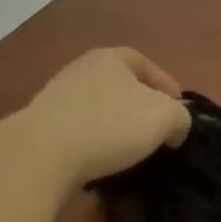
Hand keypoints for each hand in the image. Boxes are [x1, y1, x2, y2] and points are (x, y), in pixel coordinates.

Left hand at [21, 47, 191, 186]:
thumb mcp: (163, 117)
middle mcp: (81, 70)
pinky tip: (100, 163)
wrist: (41, 154)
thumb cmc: (109, 124)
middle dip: (140, 106)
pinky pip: (77, 132)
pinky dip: (92, 144)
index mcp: (110, 58)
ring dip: (115, 127)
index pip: (145, 64)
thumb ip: (180, 117)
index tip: (179, 110)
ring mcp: (56, 98)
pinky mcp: (40, 128)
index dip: (166, 85)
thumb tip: (177, 126)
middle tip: (157, 130)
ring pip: (98, 109)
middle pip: (120, 85)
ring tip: (130, 151)